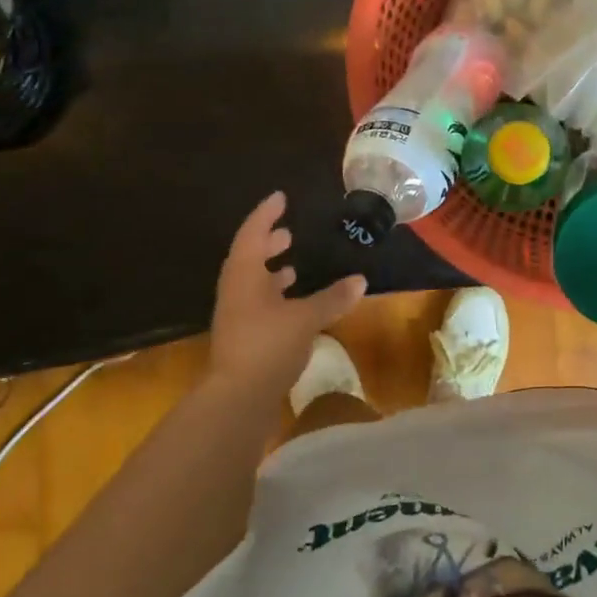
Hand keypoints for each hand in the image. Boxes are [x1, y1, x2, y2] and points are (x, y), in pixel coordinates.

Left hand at [209, 192, 366, 396]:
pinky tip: (295, 305)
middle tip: (287, 232)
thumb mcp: (306, 318)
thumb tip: (360, 279)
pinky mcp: (243, 337)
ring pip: (252, 283)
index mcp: (243, 275)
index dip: (266, 215)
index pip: (253, 233)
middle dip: (268, 243)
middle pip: (248, 258)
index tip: (280, 198)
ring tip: (293, 266)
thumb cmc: (268, 346)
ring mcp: (236, 316)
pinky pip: (258, 304)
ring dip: (270, 271)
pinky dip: (276, 296)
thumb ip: (332, 298)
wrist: (237, 399)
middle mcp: (235, 291)